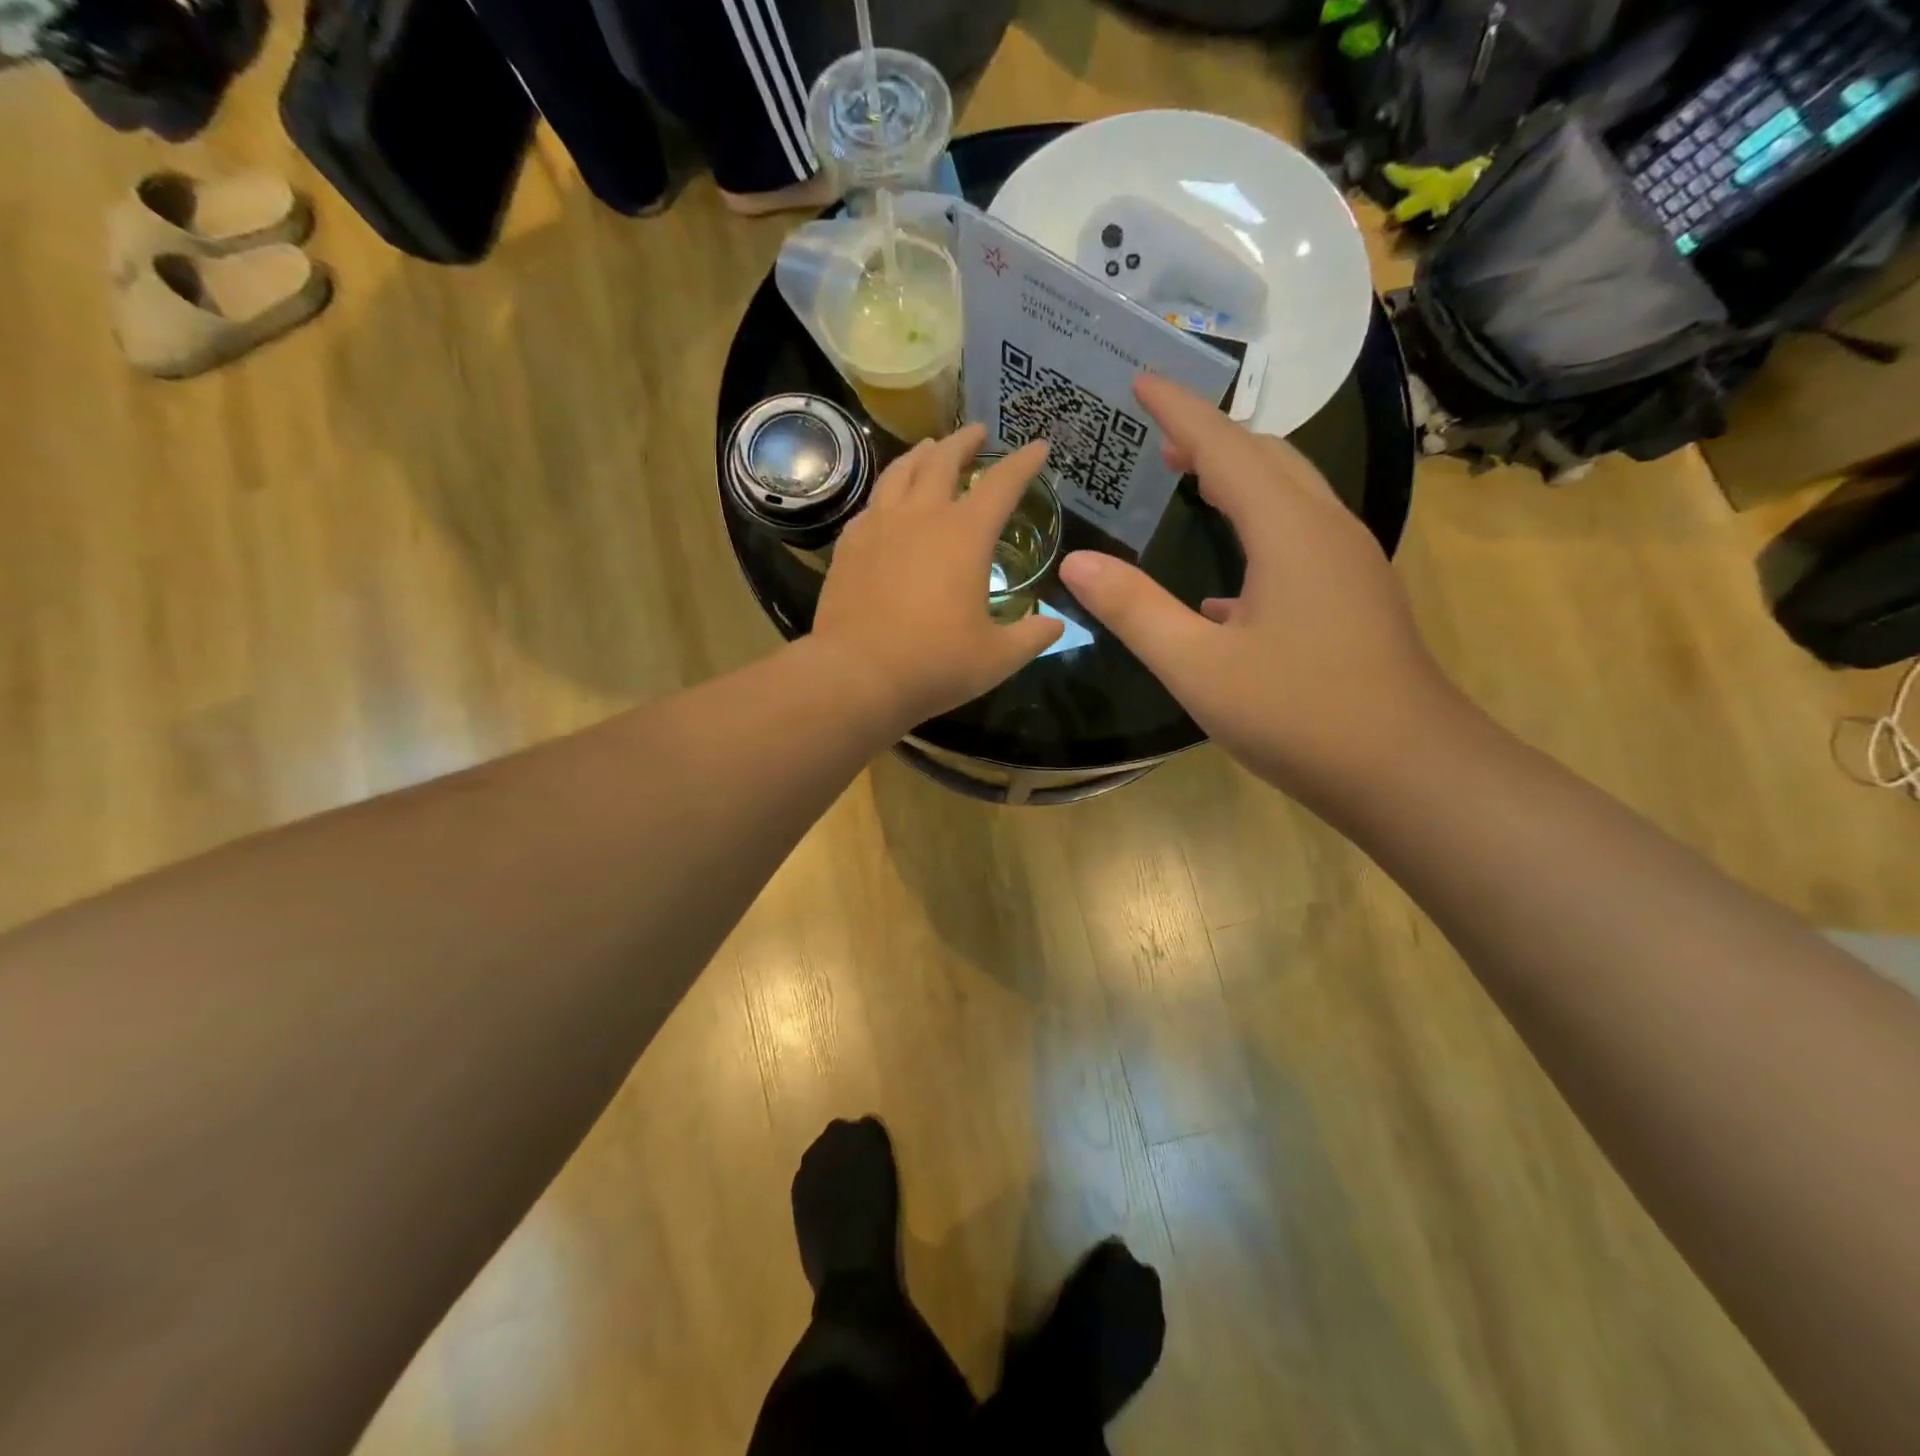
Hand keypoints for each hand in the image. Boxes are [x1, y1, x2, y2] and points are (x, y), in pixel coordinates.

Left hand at [811, 425, 1063, 733]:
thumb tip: (1057, 626)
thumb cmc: (935, 664)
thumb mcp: (997, 657)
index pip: (1002, 484)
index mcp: (965, 535)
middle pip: (943, 460)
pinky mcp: (848, 546)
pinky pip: (871, 504)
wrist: (857, 676)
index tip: (1038, 446)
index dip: (1024, 462)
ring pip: (900, 472)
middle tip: (977, 432)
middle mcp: (921, 517)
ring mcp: (878, 527)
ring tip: (930, 448)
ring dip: (921, 454)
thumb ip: (1032, 637)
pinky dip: (887, 492)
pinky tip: (888, 502)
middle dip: (965, 441)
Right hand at [1058, 375, 1455, 803]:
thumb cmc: (1299, 714)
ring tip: (1189, 478)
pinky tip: (1224, 581)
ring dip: (1238, 476)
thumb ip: (1135, 610)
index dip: (1181, 410)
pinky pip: (1298, 538)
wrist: (1406, 770)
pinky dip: (1256, 527)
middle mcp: (1326, 530)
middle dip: (1212, 435)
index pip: (1227, 447)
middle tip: (1160, 432)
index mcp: (1289, 531)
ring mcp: (1347, 564)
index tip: (1141, 379)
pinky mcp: (1353, 597)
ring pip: (1289, 495)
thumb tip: (1076, 562)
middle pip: (1267, 458)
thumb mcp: (1198, 667)